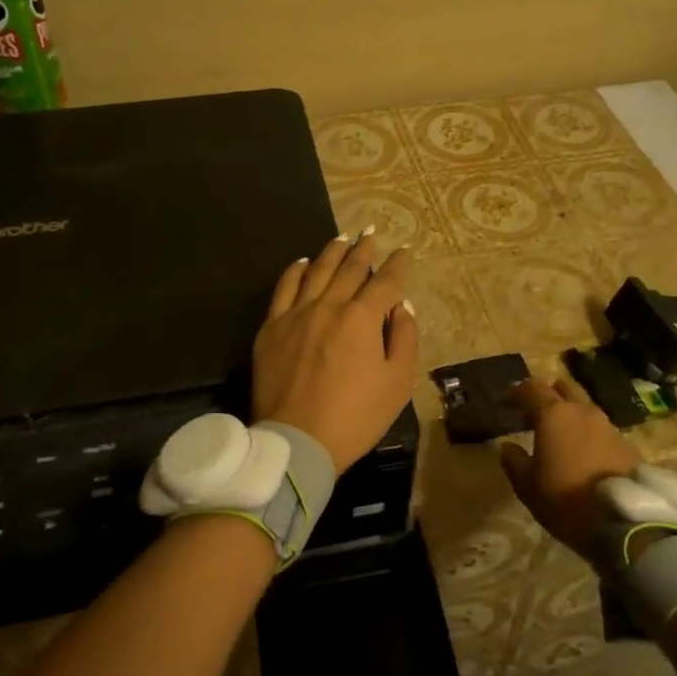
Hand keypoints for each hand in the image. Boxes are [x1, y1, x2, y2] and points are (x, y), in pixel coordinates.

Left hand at [253, 233, 419, 474]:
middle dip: (364, 250)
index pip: (385, 283)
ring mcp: (296, 314)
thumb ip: (404, 339)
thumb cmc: (355, 417)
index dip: (398, 266)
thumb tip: (401, 307)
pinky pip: (284, 288)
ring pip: (317, 271)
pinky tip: (303, 262)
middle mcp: (329, 306)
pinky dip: (295, 271)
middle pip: (350, 269)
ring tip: (342, 238)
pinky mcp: (272, 327)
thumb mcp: (397, 383)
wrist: (298, 441)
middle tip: (371, 234)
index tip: (404, 251)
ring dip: (332, 252)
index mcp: (362, 319)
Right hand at [498, 378, 641, 557]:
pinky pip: (602, 428)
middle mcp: (582, 411)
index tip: (508, 404)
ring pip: (585, 407)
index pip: (532, 388)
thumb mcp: (528, 487)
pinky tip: (585, 452)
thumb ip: (514, 462)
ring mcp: (608, 426)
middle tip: (537, 413)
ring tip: (562, 434)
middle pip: (564, 387)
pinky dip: (589, 433)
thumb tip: (507, 447)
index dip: (518, 392)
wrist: (624, 521)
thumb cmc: (566, 499)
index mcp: (553, 415)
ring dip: (572, 413)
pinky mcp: (627, 444)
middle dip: (550, 394)